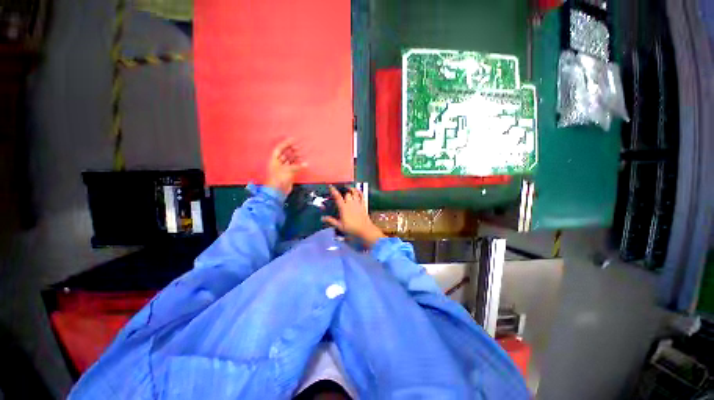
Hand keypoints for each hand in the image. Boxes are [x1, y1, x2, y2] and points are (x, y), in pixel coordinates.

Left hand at [265, 138, 306, 195]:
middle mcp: (278, 163)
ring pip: (290, 160)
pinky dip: (298, 165)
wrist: (277, 191)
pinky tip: (303, 163)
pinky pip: (293, 167)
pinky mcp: (288, 174)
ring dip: (295, 157)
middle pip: (285, 154)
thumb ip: (297, 166)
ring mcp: (283, 168)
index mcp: (275, 160)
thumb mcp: (288, 170)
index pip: (280, 149)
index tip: (293, 140)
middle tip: (299, 147)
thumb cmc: (279, 179)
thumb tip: (306, 164)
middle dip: (292, 150)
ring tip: (302, 154)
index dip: (286, 143)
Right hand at [322, 186, 384, 246]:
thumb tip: (322, 218)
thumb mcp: (340, 226)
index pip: (338, 197)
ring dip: (351, 189)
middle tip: (341, 193)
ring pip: (354, 192)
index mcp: (343, 208)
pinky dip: (359, 192)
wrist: (365, 230)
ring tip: (349, 189)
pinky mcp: (363, 205)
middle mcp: (350, 203)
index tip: (331, 186)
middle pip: (347, 194)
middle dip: (344, 192)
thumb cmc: (351, 228)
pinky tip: (358, 190)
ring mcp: (358, 203)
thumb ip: (331, 221)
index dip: (334, 191)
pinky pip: (362, 196)